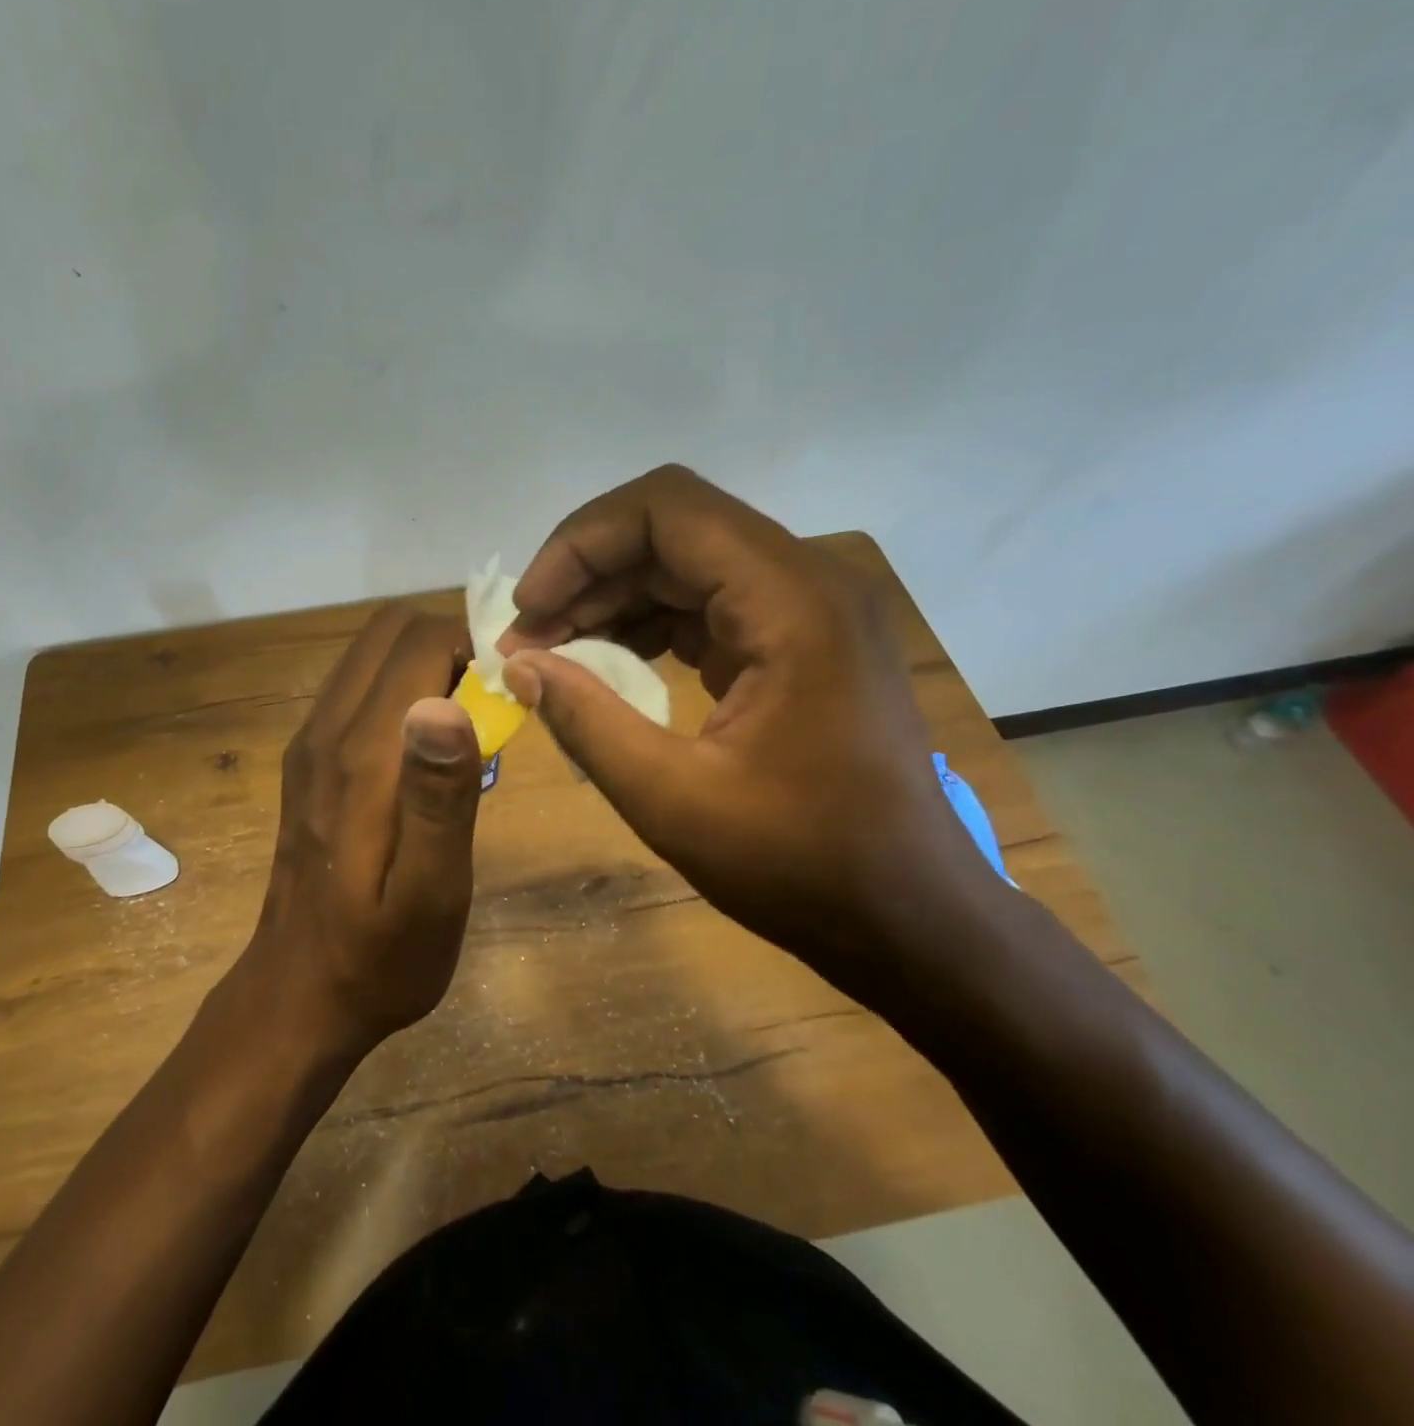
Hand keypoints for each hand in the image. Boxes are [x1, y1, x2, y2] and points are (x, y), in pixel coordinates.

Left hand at [241, 604, 483, 1057]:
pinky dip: (398, 689)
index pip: (418, 643)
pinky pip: (356, 689)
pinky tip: (423, 751)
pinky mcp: (308, 760)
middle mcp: (327, 729)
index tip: (508, 697)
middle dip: (448, 648)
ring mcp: (310, 742)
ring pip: (369, 655)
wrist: (299, 995)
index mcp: (363, 755)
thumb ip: (440, 797)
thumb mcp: (432, 894)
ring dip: (423, 665)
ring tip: (464, 727)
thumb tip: (448, 702)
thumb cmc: (380, 958)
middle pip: (388, 633)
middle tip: (489, 708)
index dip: (472, 651)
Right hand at [501, 465, 1000, 997]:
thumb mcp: (673, 799)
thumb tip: (518, 666)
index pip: (666, 509)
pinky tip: (606, 667)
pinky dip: (646, 626)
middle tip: (527, 640)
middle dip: (585, 575)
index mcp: (791, 602)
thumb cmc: (802, 865)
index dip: (580, 544)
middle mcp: (806, 583)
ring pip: (684, 565)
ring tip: (553, 654)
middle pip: (671, 530)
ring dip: (610, 600)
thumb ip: (587, 721)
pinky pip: (706, 606)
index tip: (529, 610)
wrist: (910, 918)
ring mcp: (806, 612)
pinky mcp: (796, 644)